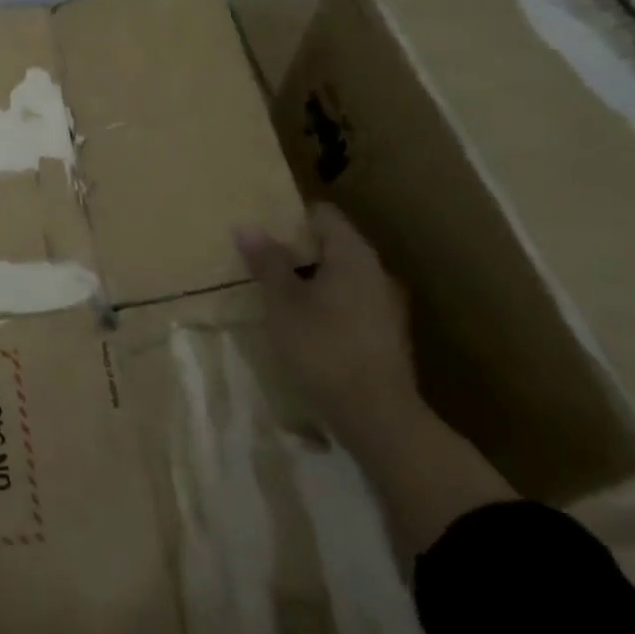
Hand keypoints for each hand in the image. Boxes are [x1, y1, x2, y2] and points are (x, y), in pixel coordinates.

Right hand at [236, 202, 419, 446]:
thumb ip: (267, 262)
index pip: (323, 214)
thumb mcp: (282, 302)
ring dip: (311, 280)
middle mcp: (376, 271)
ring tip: (277, 296)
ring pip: (341, 277)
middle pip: (332, 244)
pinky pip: (350, 304)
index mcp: (353, 254)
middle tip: (261, 263)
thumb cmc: (323, 347)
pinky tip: (304, 327)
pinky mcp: (386, 335)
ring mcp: (386, 305)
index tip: (262, 230)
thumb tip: (248, 226)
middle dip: (297, 251)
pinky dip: (326, 305)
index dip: (291, 217)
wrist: (378, 418)